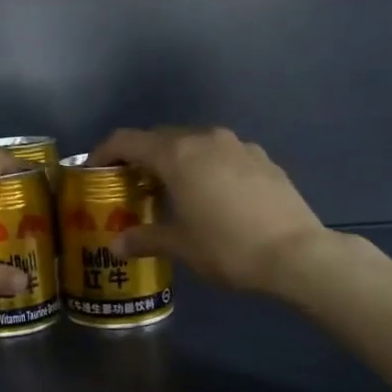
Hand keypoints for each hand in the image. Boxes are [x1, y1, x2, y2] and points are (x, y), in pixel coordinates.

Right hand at [88, 127, 332, 297]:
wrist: (297, 252)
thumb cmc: (228, 247)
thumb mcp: (181, 246)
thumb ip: (145, 238)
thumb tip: (117, 245)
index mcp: (177, 155)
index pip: (127, 140)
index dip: (105, 152)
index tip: (94, 170)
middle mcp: (205, 139)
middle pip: (160, 138)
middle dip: (141, 157)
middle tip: (131, 185)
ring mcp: (238, 145)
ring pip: (194, 143)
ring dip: (176, 160)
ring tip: (172, 189)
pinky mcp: (262, 158)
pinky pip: (222, 154)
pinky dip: (206, 166)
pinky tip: (212, 194)